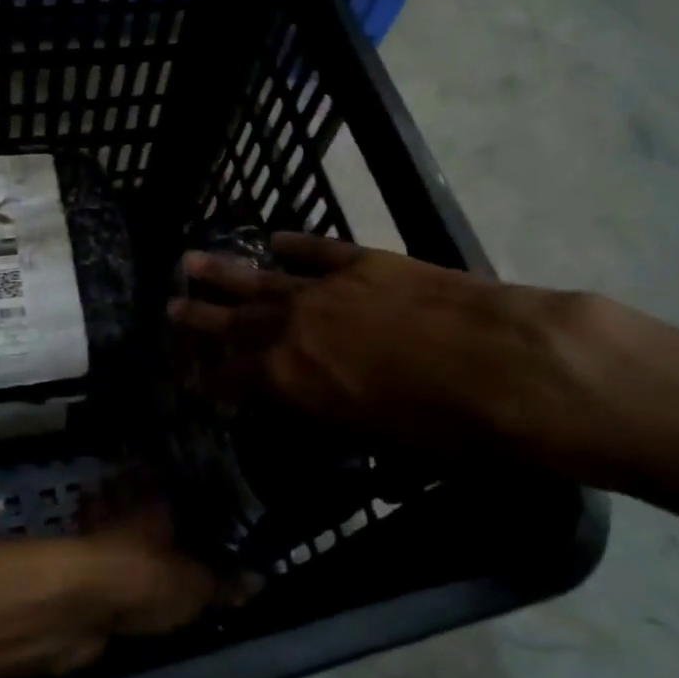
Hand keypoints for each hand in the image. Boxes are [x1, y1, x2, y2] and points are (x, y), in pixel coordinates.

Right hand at [167, 232, 678, 489]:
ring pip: (261, 279)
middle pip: (234, 323)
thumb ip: (330, 412)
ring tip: (189, 262)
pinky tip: (272, 238)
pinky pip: (316, 249)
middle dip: (198, 319)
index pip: (230, 377)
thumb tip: (310, 400)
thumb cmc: (449, 429)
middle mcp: (294, 331)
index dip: (204, 375)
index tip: (182, 370)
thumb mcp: (376, 438)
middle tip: (168, 308)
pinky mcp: (363, 262)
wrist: (510, 369)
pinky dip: (292, 244)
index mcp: (292, 383)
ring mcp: (326, 290)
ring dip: (224, 273)